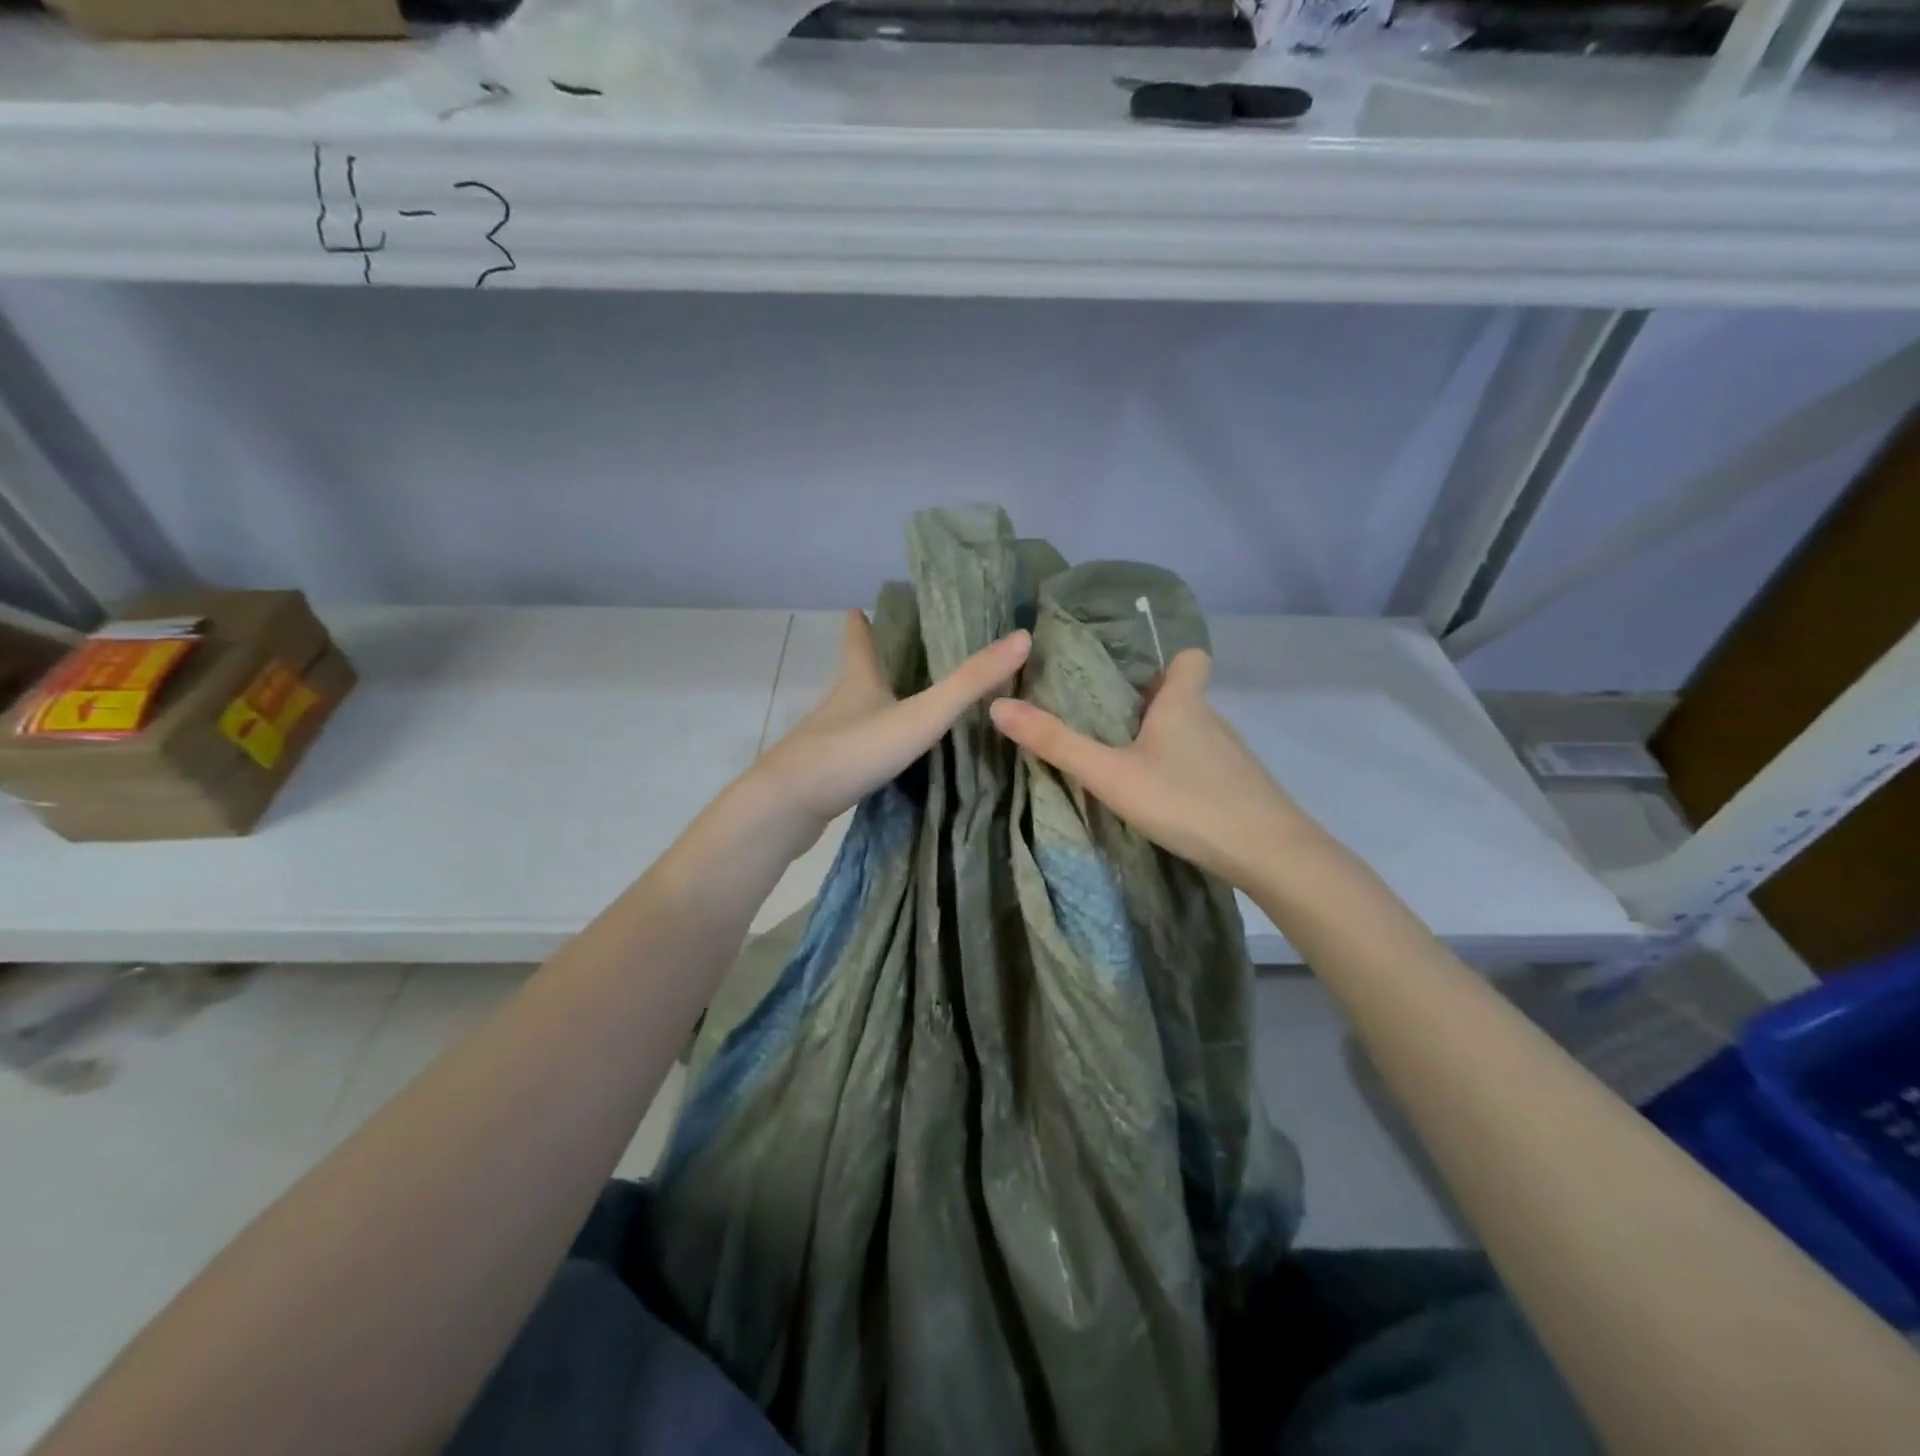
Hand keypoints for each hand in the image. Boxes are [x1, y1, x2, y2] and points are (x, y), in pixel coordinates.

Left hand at [749, 609, 1030, 848]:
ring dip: (874, 705)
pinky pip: (854, 751)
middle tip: (894, 653)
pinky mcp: (827, 774)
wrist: (790, 805)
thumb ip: (969, 683)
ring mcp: (829, 740)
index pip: (860, 642)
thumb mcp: (921, 715)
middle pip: (856, 676)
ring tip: (899, 703)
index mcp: (860, 681)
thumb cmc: (855, 750)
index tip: (857, 607)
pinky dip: (871, 745)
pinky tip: (886, 759)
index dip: (860, 624)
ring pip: (855, 714)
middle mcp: (841, 705)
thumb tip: (1022, 638)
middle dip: (872, 663)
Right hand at [989, 648, 1301, 888]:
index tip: (1135, 679)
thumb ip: (1057, 743)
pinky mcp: (1241, 787)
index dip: (1167, 662)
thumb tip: (998, 706)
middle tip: (1108, 728)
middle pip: (1183, 697)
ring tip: (1128, 766)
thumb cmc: (1186, 800)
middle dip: (1150, 707)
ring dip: (1164, 742)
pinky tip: (1164, 800)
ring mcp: (1231, 755)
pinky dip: (1183, 772)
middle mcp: (1211, 720)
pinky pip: (1205, 765)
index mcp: (1183, 703)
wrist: (1268, 853)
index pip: (1191, 658)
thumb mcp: (1110, 774)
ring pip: (1193, 734)